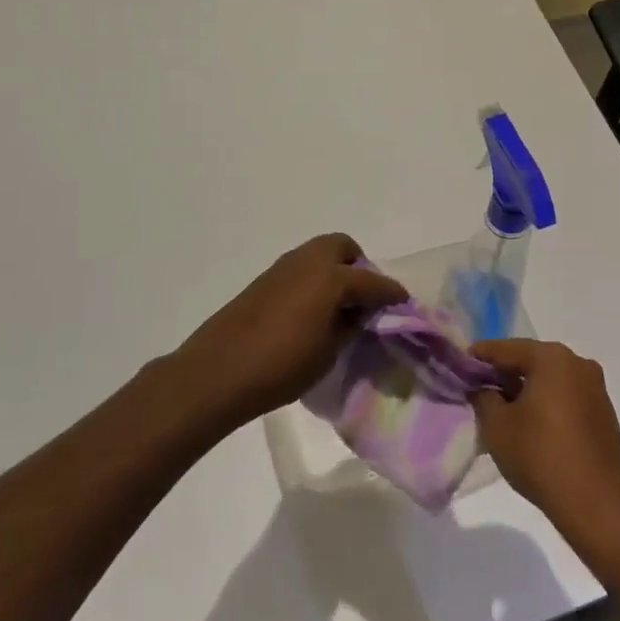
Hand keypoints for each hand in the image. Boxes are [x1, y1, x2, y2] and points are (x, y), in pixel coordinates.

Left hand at [170, 234, 406, 426]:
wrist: (217, 372)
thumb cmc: (281, 366)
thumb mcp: (329, 352)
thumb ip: (349, 327)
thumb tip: (358, 315)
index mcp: (332, 278)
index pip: (373, 281)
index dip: (391, 293)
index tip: (403, 304)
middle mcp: (308, 262)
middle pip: (343, 247)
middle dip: (358, 266)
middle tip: (362, 298)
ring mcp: (282, 268)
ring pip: (318, 254)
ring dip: (333, 271)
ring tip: (337, 307)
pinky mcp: (263, 281)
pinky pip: (299, 269)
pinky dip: (312, 281)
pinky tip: (310, 311)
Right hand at [471, 340, 619, 546]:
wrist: (598, 504)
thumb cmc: (541, 456)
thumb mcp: (497, 427)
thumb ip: (483, 398)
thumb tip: (483, 388)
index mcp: (553, 358)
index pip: (506, 348)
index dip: (479, 356)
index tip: (458, 365)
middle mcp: (578, 365)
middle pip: (531, 362)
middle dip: (503, 375)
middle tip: (476, 390)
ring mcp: (595, 390)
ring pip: (549, 381)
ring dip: (525, 392)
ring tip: (500, 412)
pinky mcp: (603, 415)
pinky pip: (565, 399)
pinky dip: (545, 406)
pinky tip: (529, 428)